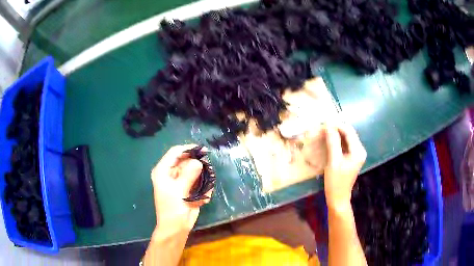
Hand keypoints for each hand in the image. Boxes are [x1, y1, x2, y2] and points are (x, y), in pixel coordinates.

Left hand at [151, 144, 211, 234]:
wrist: (176, 228)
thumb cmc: (173, 209)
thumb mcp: (179, 190)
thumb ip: (189, 174)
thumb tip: (199, 162)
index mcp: (163, 170)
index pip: (175, 152)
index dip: (189, 149)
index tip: (203, 150)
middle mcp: (170, 173)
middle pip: (186, 161)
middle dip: (198, 166)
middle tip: (209, 172)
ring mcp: (179, 181)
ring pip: (194, 171)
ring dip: (202, 179)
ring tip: (204, 191)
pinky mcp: (187, 188)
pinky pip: (198, 182)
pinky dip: (203, 189)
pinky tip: (203, 199)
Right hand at [324, 123, 365, 209]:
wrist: (338, 198)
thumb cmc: (336, 182)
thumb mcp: (333, 161)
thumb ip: (333, 142)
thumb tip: (328, 125)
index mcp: (358, 151)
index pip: (349, 131)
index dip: (337, 125)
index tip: (324, 122)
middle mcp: (360, 150)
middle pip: (349, 133)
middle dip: (337, 129)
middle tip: (323, 127)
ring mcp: (356, 154)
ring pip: (346, 138)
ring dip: (336, 135)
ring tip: (324, 133)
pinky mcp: (352, 158)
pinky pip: (345, 145)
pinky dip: (337, 141)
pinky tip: (329, 141)